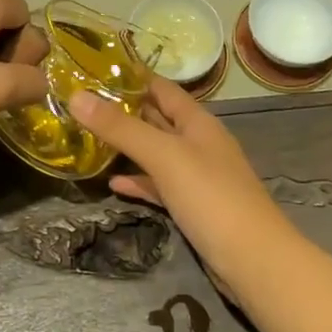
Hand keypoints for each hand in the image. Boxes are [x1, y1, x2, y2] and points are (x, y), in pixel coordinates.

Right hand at [68, 81, 292, 284]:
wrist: (254, 260)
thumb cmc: (212, 197)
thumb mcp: (164, 156)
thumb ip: (121, 128)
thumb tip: (76, 96)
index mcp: (197, 122)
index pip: (161, 88)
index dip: (131, 76)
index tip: (93, 70)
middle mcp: (198, 143)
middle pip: (156, 118)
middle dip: (123, 110)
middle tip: (81, 104)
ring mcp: (196, 177)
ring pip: (156, 153)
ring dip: (127, 146)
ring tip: (89, 139)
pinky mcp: (192, 207)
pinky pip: (159, 185)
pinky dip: (138, 181)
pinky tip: (113, 183)